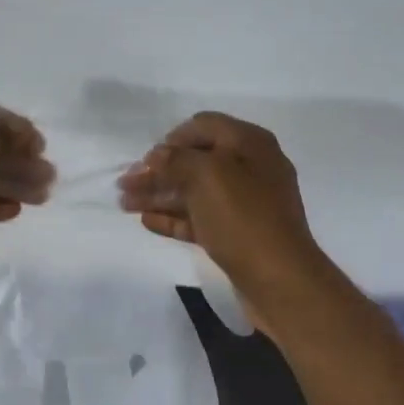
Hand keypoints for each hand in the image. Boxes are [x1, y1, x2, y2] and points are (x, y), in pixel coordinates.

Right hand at [118, 112, 324, 329]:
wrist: (279, 278)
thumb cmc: (243, 218)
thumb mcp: (208, 176)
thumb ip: (176, 160)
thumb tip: (157, 156)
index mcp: (249, 143)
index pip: (204, 126)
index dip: (172, 138)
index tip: (146, 158)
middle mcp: (249, 168)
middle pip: (195, 162)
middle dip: (158, 171)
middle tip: (125, 184)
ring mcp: (244, 204)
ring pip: (194, 192)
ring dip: (159, 195)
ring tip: (125, 204)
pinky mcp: (237, 234)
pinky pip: (200, 219)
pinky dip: (174, 218)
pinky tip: (147, 221)